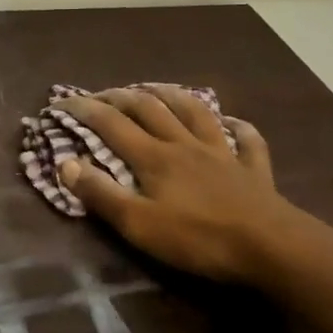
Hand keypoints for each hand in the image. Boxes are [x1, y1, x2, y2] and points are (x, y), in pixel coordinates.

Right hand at [55, 85, 313, 285]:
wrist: (272, 246)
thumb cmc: (199, 238)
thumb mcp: (139, 224)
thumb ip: (101, 194)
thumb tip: (65, 164)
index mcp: (154, 157)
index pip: (110, 124)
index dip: (83, 109)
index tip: (60, 101)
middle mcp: (184, 145)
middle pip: (149, 109)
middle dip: (122, 96)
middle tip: (103, 92)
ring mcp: (222, 153)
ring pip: (194, 113)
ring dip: (172, 95)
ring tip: (155, 86)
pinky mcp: (253, 169)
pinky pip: (246, 140)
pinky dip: (238, 127)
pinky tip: (233, 122)